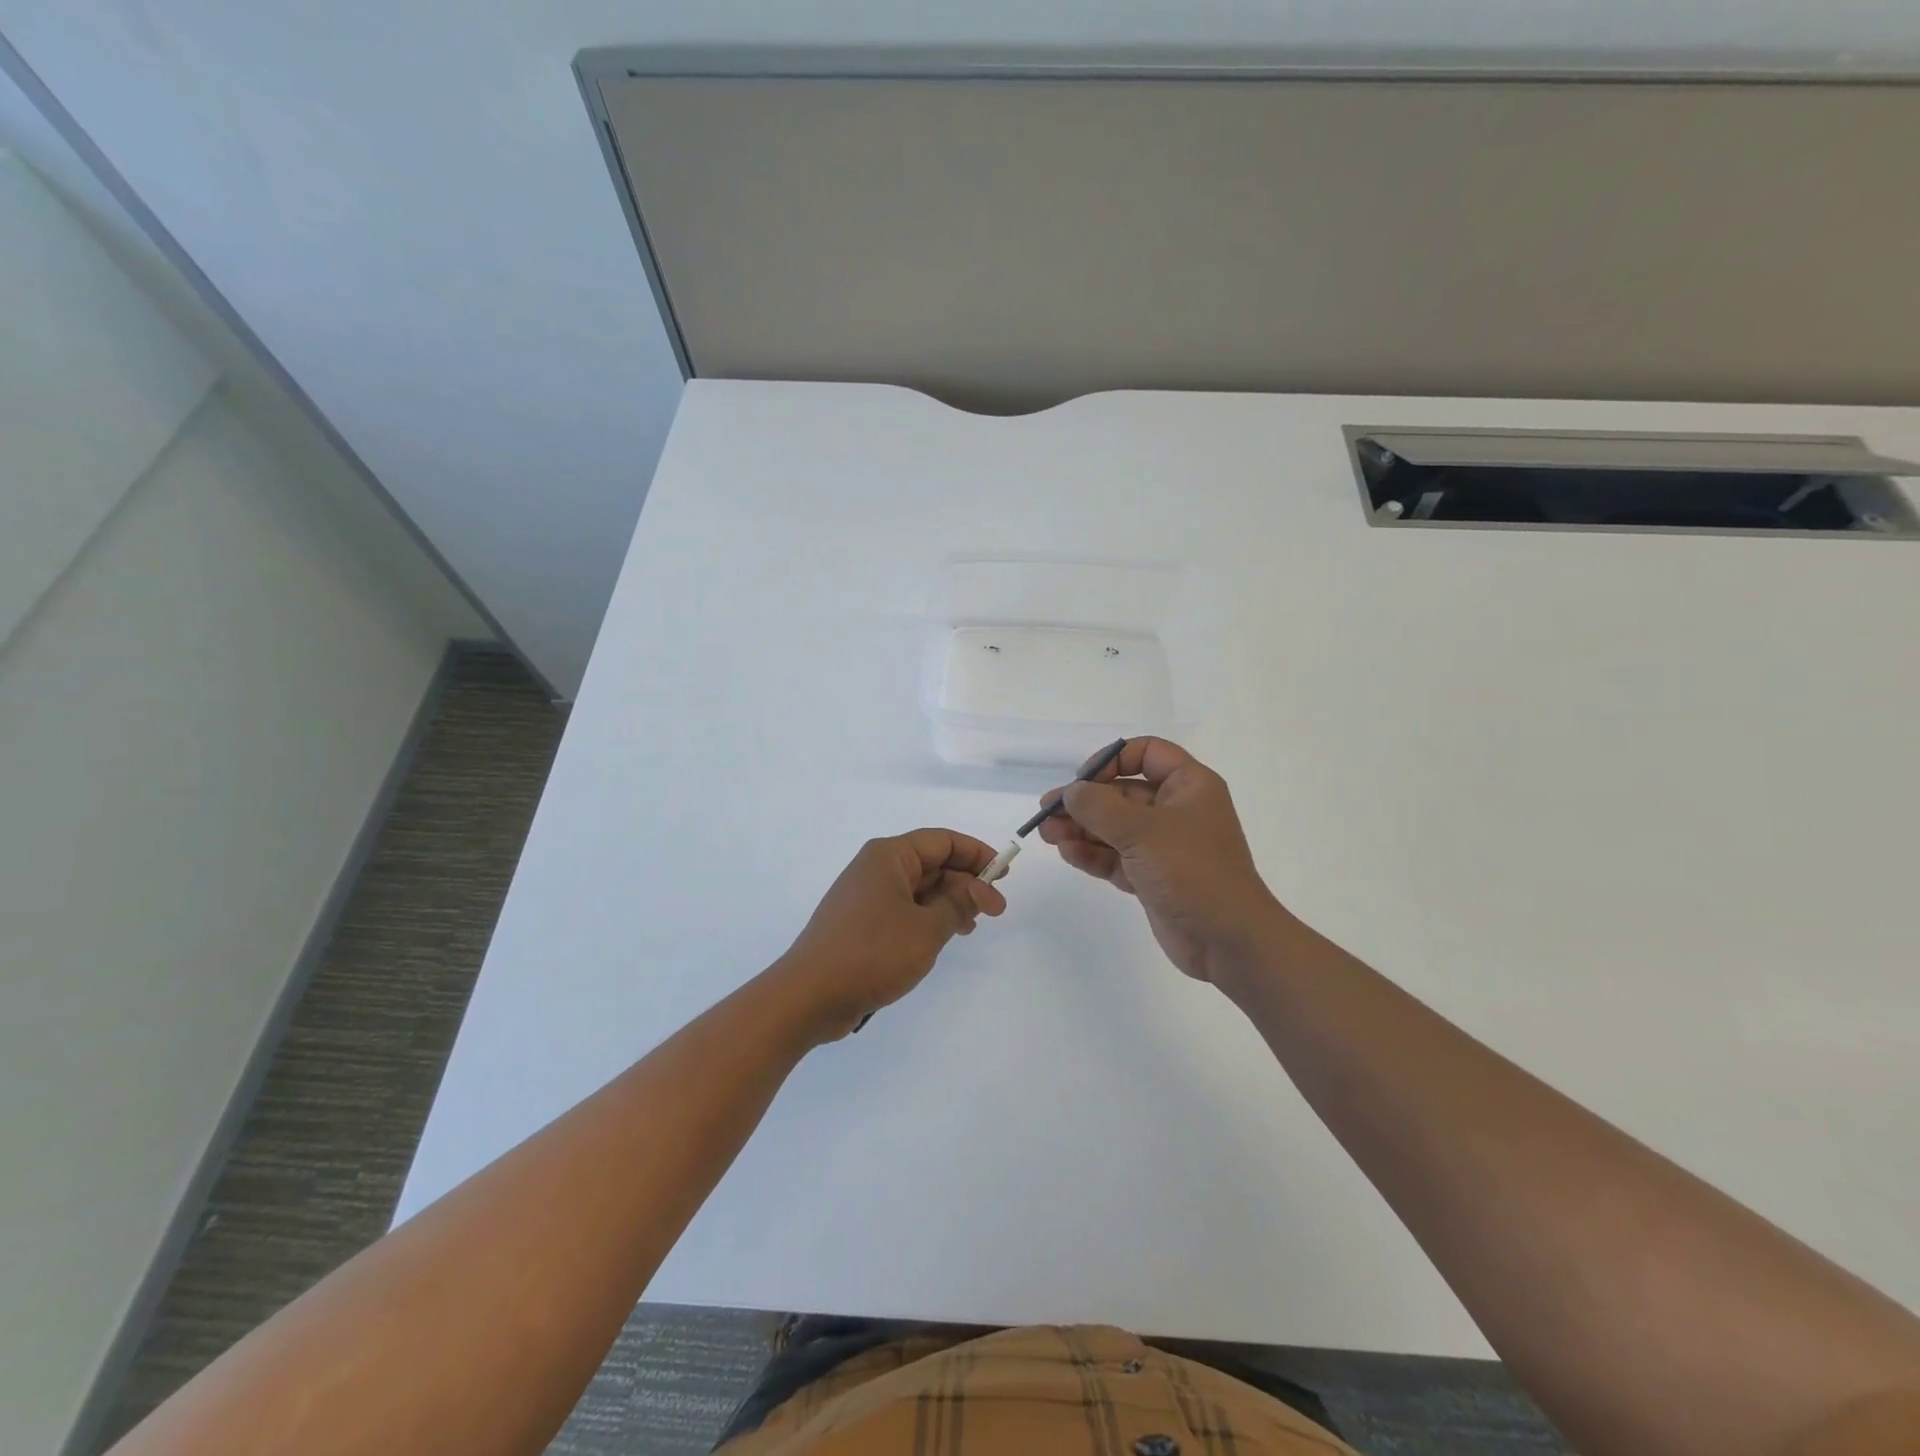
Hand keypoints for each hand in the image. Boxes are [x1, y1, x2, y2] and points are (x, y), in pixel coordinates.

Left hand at [777, 829, 1007, 1040]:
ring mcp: (866, 896)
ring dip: (949, 903)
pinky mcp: (861, 922)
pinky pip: (904, 909)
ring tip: (973, 926)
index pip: (942, 841)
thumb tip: (982, 889)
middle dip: (965, 883)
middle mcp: (876, 868)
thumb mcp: (927, 929)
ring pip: (919, 889)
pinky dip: (928, 918)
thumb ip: (959, 904)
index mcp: (889, 856)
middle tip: (996, 910)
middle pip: (931, 863)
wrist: (809, 995)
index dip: (976, 853)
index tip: (1004, 873)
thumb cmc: (872, 953)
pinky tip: (945, 937)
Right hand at [1038, 738, 1285, 982]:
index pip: (1148, 753)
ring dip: (1081, 828)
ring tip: (1047, 834)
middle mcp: (1177, 810)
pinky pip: (1116, 857)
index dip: (1113, 759)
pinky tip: (1067, 852)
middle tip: (1047, 810)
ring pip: (1115, 827)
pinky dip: (1092, 854)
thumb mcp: (1142, 831)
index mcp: (1189, 786)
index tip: (1084, 780)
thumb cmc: (1192, 870)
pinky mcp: (1152, 877)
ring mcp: (1163, 846)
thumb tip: (1070, 792)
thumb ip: (1099, 807)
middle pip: (1122, 793)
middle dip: (1085, 801)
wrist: (1228, 940)